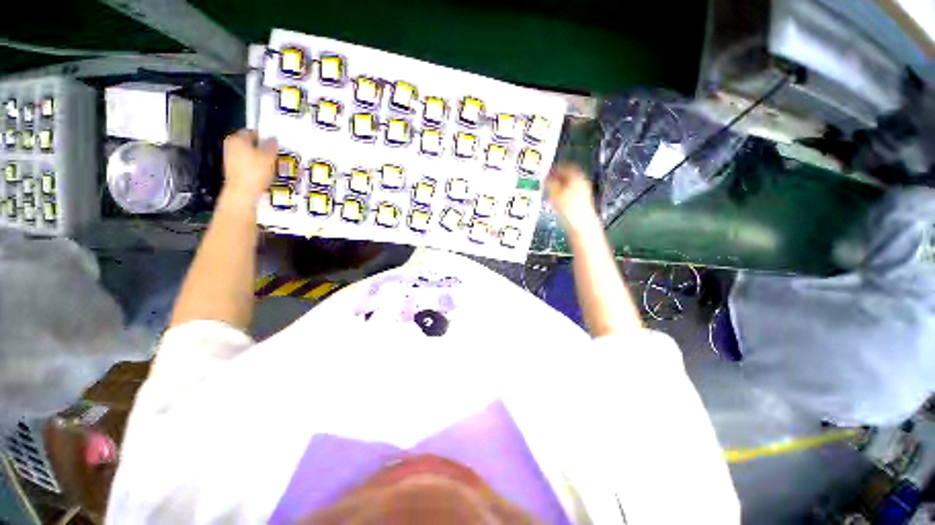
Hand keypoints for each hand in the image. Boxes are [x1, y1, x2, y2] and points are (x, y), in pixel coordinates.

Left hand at [221, 130, 277, 204]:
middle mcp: (230, 146)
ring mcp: (230, 158)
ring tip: (273, 165)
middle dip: (263, 149)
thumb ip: (272, 145)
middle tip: (275, 154)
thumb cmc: (253, 172)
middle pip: (250, 144)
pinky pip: (248, 164)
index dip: (265, 137)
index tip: (274, 143)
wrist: (243, 192)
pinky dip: (256, 166)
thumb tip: (273, 140)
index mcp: (236, 138)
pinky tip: (265, 173)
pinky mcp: (234, 170)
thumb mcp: (269, 156)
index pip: (252, 132)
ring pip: (249, 154)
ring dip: (261, 158)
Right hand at [546, 163, 600, 233]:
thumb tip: (544, 178)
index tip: (546, 171)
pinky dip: (562, 193)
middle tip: (546, 180)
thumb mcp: (554, 194)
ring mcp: (583, 192)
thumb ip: (549, 183)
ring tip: (549, 190)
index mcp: (576, 176)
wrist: (581, 226)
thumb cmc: (568, 209)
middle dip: (556, 177)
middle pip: (568, 175)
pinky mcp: (582, 202)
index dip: (554, 168)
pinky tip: (555, 200)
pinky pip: (570, 193)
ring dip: (558, 186)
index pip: (565, 166)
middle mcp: (582, 182)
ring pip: (568, 184)